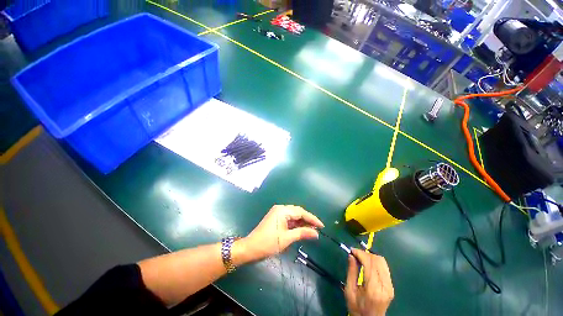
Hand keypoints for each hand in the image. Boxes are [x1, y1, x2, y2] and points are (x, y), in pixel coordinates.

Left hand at [233, 205, 323, 263]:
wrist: (250, 248)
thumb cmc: (268, 243)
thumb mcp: (287, 238)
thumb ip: (302, 233)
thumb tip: (316, 233)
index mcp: (283, 210)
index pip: (301, 212)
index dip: (312, 219)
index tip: (322, 226)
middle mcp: (280, 208)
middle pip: (298, 212)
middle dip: (308, 220)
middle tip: (318, 228)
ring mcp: (277, 213)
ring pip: (293, 215)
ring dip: (302, 222)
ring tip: (312, 230)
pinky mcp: (276, 218)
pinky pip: (288, 219)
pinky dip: (295, 224)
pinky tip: (302, 229)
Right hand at [345, 249, 393, 315]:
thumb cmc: (357, 307)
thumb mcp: (350, 291)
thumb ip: (351, 272)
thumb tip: (351, 255)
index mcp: (373, 289)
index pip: (369, 264)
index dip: (360, 254)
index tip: (352, 250)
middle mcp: (385, 286)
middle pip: (377, 261)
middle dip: (365, 254)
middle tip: (355, 254)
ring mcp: (390, 286)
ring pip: (382, 262)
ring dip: (371, 256)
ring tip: (361, 258)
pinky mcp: (391, 286)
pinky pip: (384, 267)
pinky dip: (375, 262)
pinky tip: (368, 264)